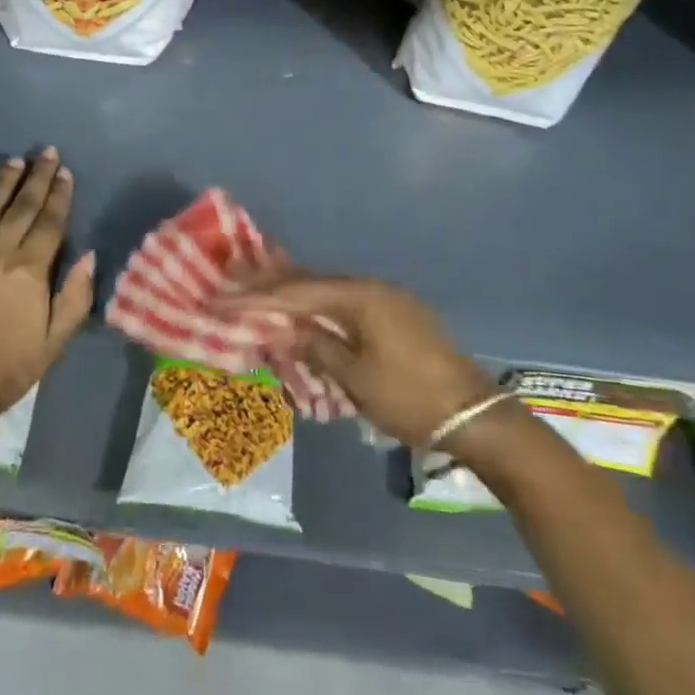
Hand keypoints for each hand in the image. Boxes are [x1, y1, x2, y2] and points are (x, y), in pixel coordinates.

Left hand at [0, 149, 94, 417]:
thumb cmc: (8, 368)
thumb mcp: (56, 340)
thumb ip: (76, 296)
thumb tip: (89, 254)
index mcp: (30, 272)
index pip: (49, 223)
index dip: (59, 195)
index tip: (64, 172)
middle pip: (21, 208)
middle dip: (36, 178)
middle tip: (45, 152)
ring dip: (2, 183)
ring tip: (14, 161)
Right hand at [215, 275, 494, 446]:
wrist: (474, 416)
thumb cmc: (409, 397)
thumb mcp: (355, 378)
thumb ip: (316, 347)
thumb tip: (285, 328)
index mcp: (360, 297)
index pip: (296, 292)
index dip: (256, 296)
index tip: (221, 297)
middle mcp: (372, 288)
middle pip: (312, 282)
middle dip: (270, 283)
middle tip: (230, 278)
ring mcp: (387, 299)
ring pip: (328, 291)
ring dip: (294, 293)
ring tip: (258, 289)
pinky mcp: (396, 315)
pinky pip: (345, 303)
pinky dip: (318, 306)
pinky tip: (303, 310)